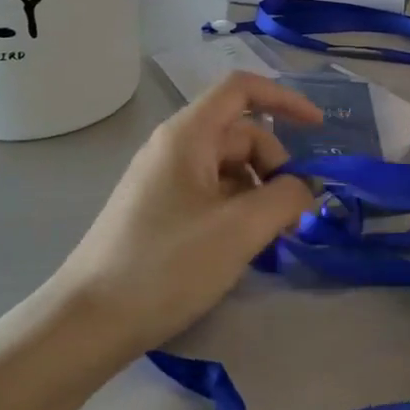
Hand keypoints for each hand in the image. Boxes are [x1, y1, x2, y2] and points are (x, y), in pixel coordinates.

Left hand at [53, 73, 321, 354]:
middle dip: (275, 165)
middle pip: (240, 134)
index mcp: (188, 135)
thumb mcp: (240, 230)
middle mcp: (173, 147)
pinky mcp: (158, 210)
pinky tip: (242, 247)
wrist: (90, 320)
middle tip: (291, 216)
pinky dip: (236, 209)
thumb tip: (303, 188)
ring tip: (268, 238)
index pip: (242, 89)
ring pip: (227, 168)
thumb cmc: (167, 265)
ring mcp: (163, 179)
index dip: (285, 100)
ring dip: (258, 192)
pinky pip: (209, 193)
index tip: (319, 130)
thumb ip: (286, 198)